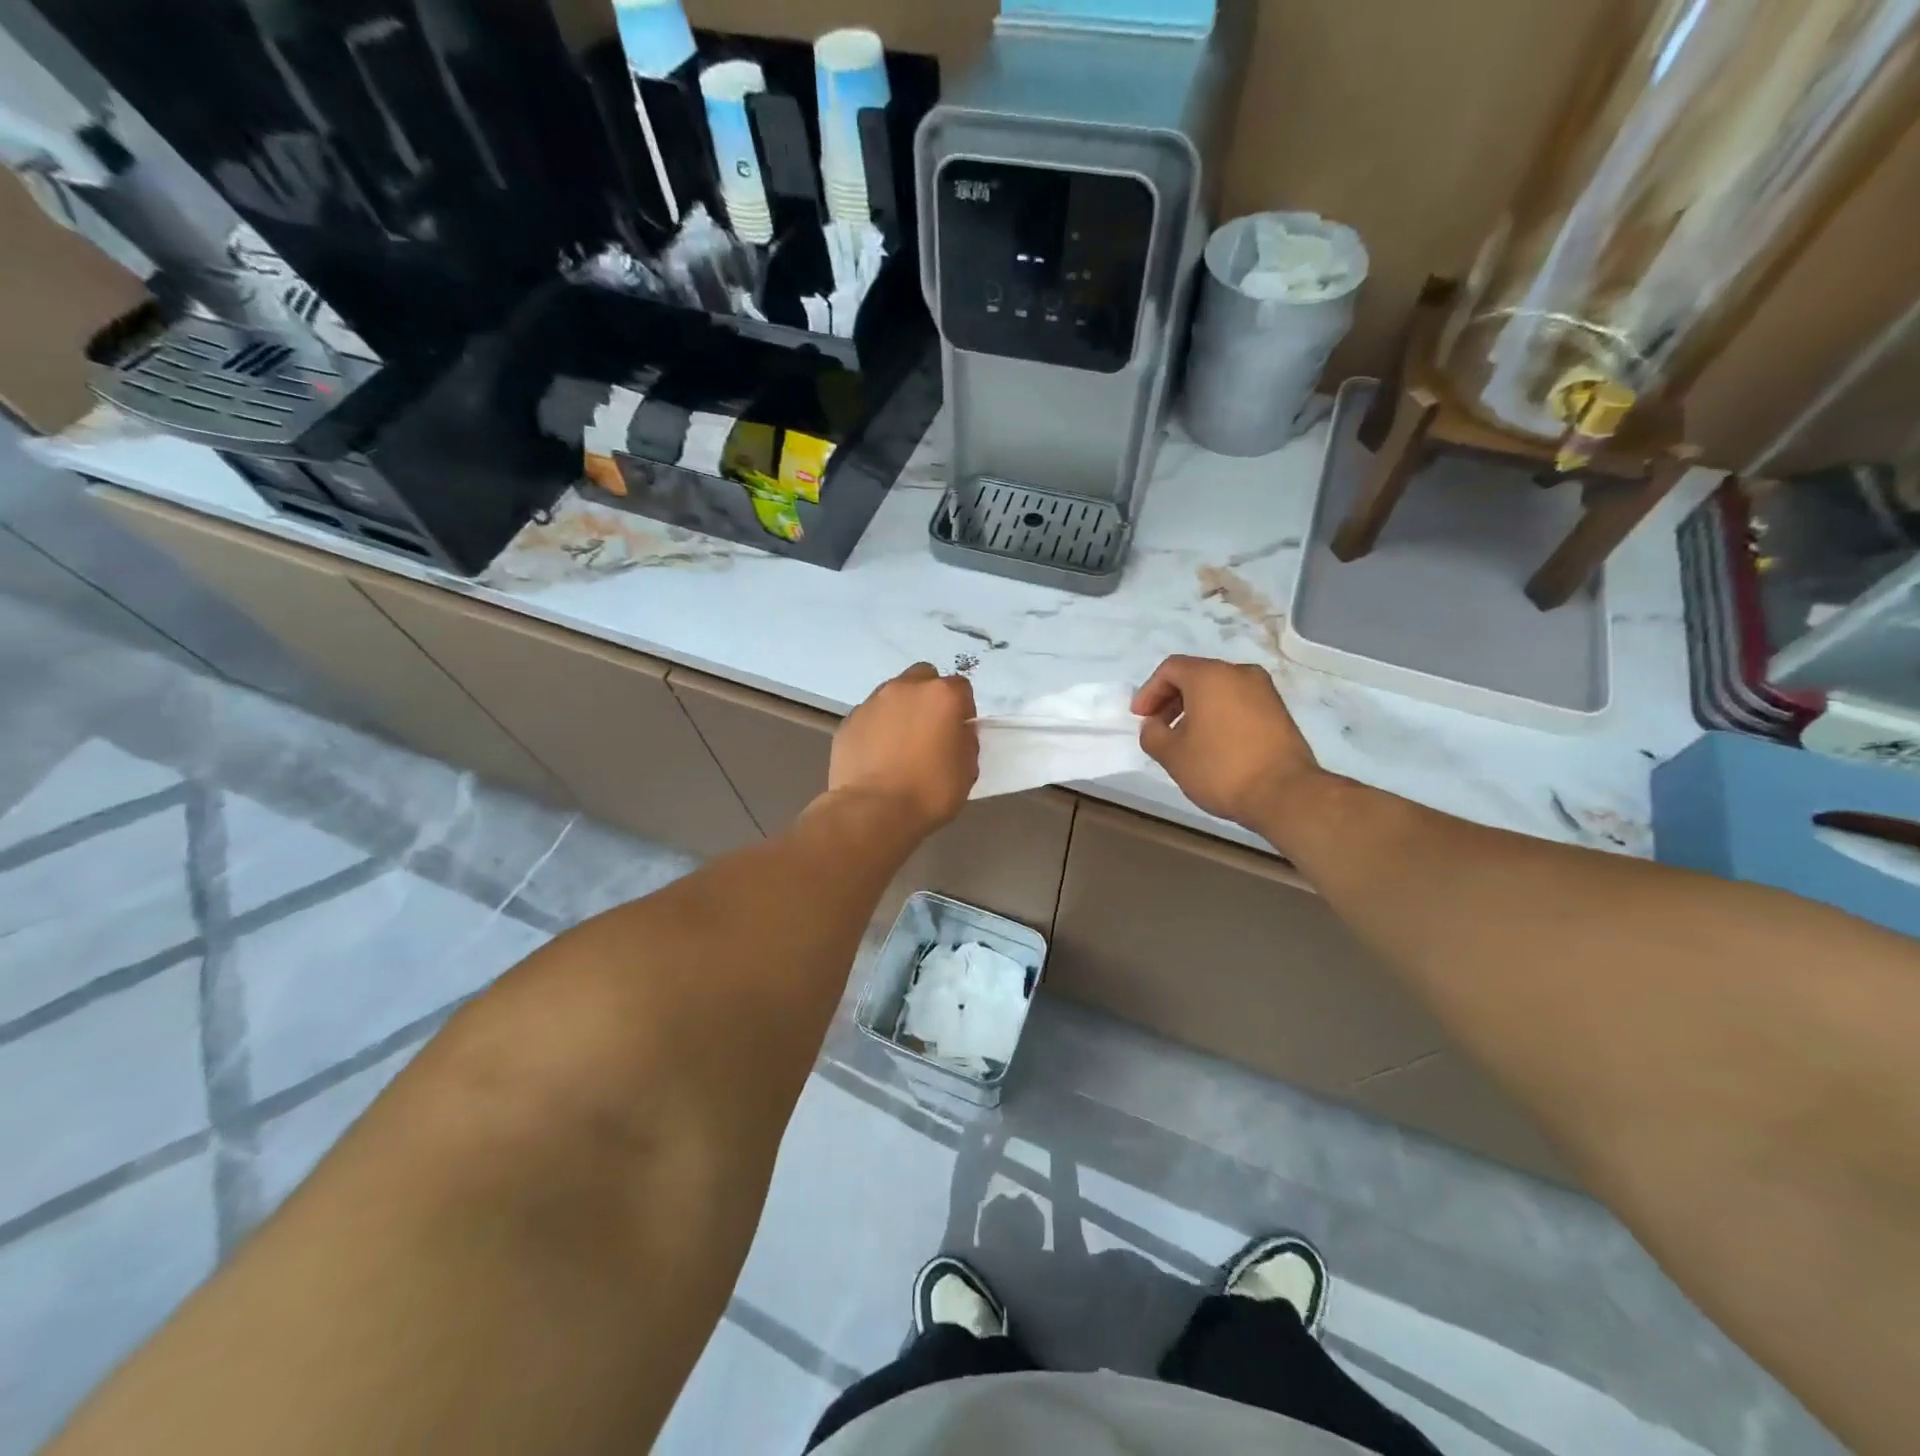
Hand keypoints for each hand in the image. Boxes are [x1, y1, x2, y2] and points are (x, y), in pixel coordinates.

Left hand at [829, 664, 978, 832]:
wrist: (872, 811)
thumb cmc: (929, 791)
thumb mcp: (967, 770)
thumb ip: (966, 741)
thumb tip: (958, 732)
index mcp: (941, 696)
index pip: (961, 688)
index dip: (963, 710)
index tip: (959, 732)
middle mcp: (905, 688)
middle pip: (923, 678)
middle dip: (929, 697)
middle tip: (930, 729)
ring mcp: (872, 702)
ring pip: (893, 694)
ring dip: (901, 710)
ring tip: (900, 744)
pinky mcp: (848, 721)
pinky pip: (870, 717)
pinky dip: (876, 728)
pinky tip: (877, 756)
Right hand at [1132, 656, 1323, 830]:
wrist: (1285, 793)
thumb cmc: (1220, 768)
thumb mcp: (1171, 754)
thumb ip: (1152, 733)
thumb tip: (1154, 725)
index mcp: (1210, 675)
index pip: (1170, 669)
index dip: (1149, 692)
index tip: (1140, 718)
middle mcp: (1239, 673)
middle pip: (1196, 676)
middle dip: (1171, 699)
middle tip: (1158, 727)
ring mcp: (1264, 690)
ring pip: (1219, 689)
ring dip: (1195, 708)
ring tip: (1184, 738)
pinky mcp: (1278, 710)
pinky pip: (1238, 702)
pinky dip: (1218, 714)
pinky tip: (1212, 743)